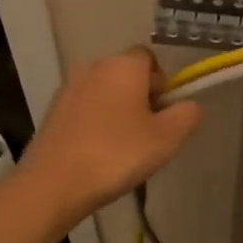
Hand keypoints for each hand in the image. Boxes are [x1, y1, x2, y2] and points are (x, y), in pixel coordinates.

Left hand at [18, 48, 202, 223]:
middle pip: (126, 74)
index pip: (149, 58)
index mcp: (124, 65)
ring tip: (122, 147)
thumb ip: (187, 115)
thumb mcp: (167, 138)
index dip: (162, 83)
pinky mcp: (52, 111)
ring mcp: (69, 88)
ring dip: (117, 110)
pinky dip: (95, 122)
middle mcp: (94, 67)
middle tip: (148, 133)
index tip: (164, 113)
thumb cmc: (117, 154)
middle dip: (141, 97)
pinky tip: (97, 152)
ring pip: (105, 92)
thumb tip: (190, 105)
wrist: (53, 184)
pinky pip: (85, 108)